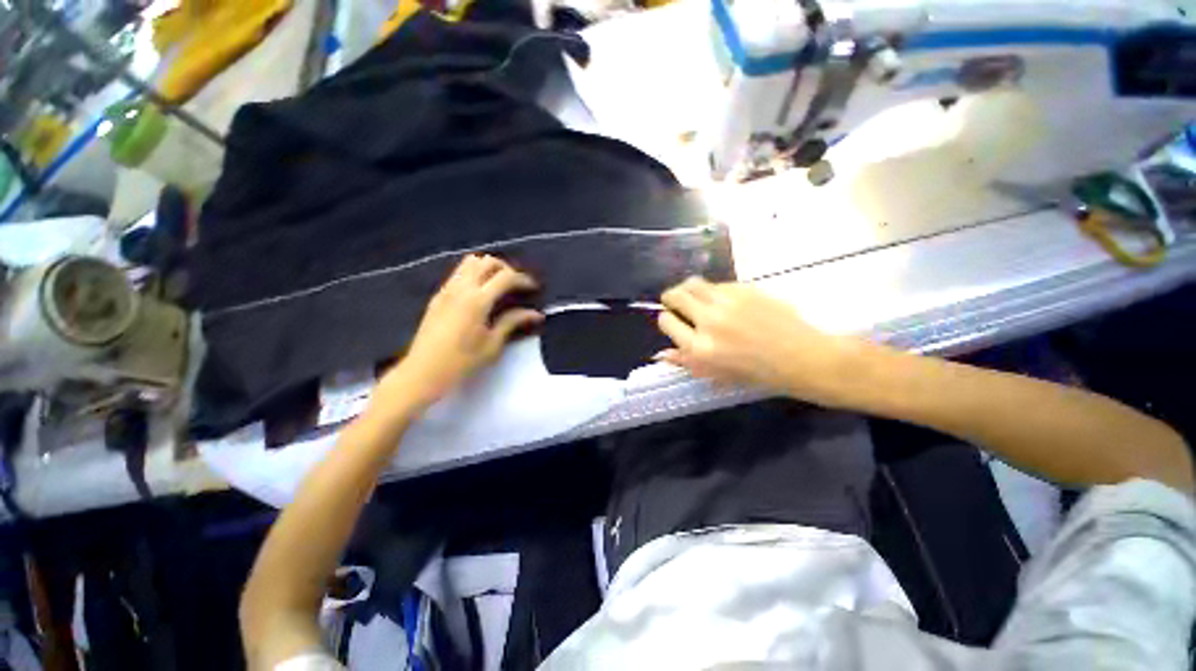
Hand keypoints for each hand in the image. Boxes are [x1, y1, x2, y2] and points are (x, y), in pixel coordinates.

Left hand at [373, 255, 542, 414]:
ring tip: (500, 285)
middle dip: (506, 268)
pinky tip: (481, 292)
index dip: (523, 279)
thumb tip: (535, 313)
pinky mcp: (438, 295)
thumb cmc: (462, 362)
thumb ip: (512, 322)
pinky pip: (459, 272)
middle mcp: (461, 288)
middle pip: (487, 262)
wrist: (423, 372)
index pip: (505, 277)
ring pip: (470, 262)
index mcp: (477, 301)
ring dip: (488, 268)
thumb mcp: (492, 344)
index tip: (534, 288)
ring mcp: (447, 289)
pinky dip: (475, 273)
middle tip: (517, 285)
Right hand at [656, 278, 860, 405]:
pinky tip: (722, 300)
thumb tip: (660, 354)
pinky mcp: (744, 289)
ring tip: (692, 296)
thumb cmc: (758, 373)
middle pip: (675, 296)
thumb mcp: (717, 374)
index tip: (672, 321)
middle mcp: (709, 320)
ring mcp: (727, 301)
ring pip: (693, 283)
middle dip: (670, 298)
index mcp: (700, 348)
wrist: (802, 357)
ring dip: (687, 289)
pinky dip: (712, 290)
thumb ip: (686, 362)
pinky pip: (717, 284)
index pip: (667, 321)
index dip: (666, 320)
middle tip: (674, 302)